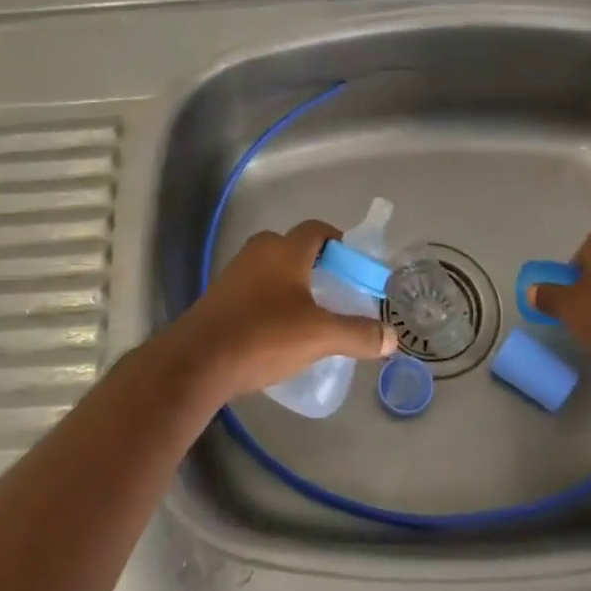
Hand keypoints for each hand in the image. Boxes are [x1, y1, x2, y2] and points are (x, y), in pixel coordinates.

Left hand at [166, 221, 396, 402]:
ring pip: (270, 269)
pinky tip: (277, 331)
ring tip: (308, 314)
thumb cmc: (264, 335)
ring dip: (290, 284)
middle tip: (333, 290)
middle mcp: (258, 252)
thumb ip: (358, 334)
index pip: (316, 229)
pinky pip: (253, 290)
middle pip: (292, 247)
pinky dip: (269, 301)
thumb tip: (392, 337)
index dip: (337, 241)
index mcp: (285, 250)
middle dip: (314, 264)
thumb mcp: (320, 336)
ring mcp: (234, 274)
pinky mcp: (218, 298)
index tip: (352, 263)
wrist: (198, 361)